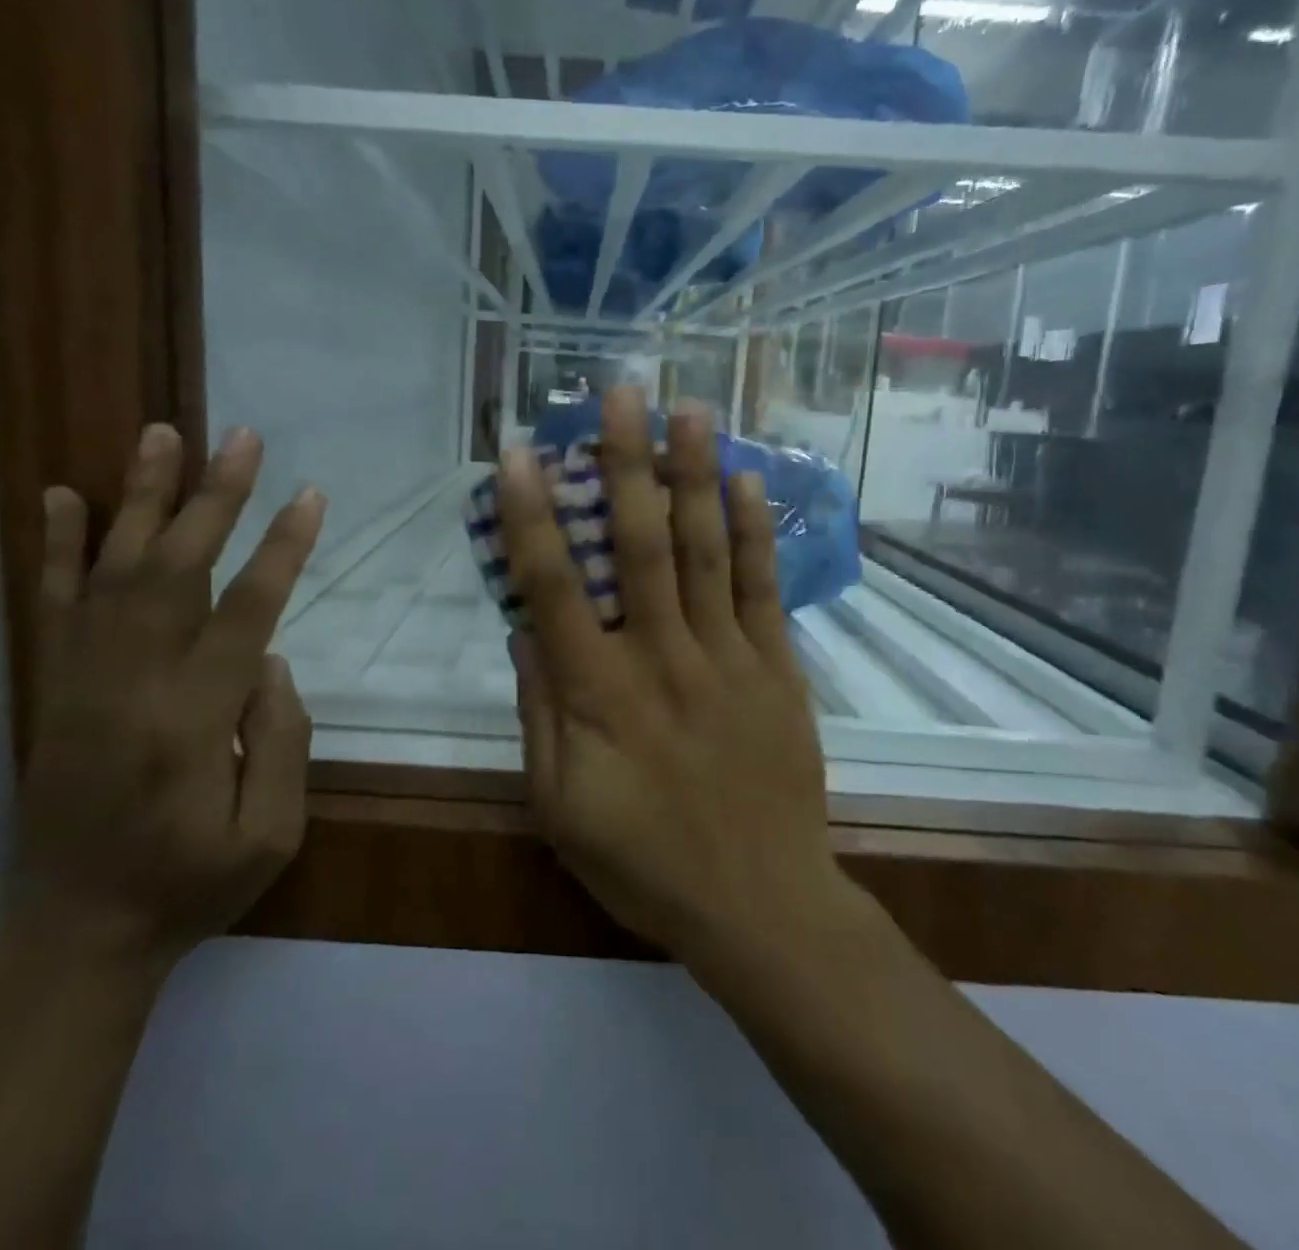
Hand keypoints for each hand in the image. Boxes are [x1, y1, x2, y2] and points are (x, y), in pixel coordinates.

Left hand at [14, 422, 325, 962]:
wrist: (75, 935)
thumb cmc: (188, 887)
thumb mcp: (270, 835)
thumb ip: (283, 740)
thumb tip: (271, 660)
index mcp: (194, 722)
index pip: (246, 613)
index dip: (282, 550)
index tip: (310, 496)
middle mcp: (132, 685)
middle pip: (177, 570)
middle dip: (214, 498)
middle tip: (242, 438)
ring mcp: (82, 681)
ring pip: (114, 571)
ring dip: (142, 499)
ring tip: (162, 435)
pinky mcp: (53, 688)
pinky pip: (53, 605)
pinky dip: (58, 547)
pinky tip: (65, 496)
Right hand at [499, 386, 850, 967]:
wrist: (758, 904)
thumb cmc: (643, 861)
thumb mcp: (559, 805)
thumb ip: (539, 713)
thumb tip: (525, 632)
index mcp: (597, 692)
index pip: (553, 587)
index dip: (531, 515)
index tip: (521, 452)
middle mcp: (661, 656)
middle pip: (639, 544)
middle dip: (625, 463)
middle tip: (622, 393)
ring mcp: (727, 657)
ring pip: (706, 551)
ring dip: (694, 476)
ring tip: (689, 410)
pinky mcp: (776, 669)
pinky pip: (762, 589)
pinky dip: (753, 532)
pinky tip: (744, 481)